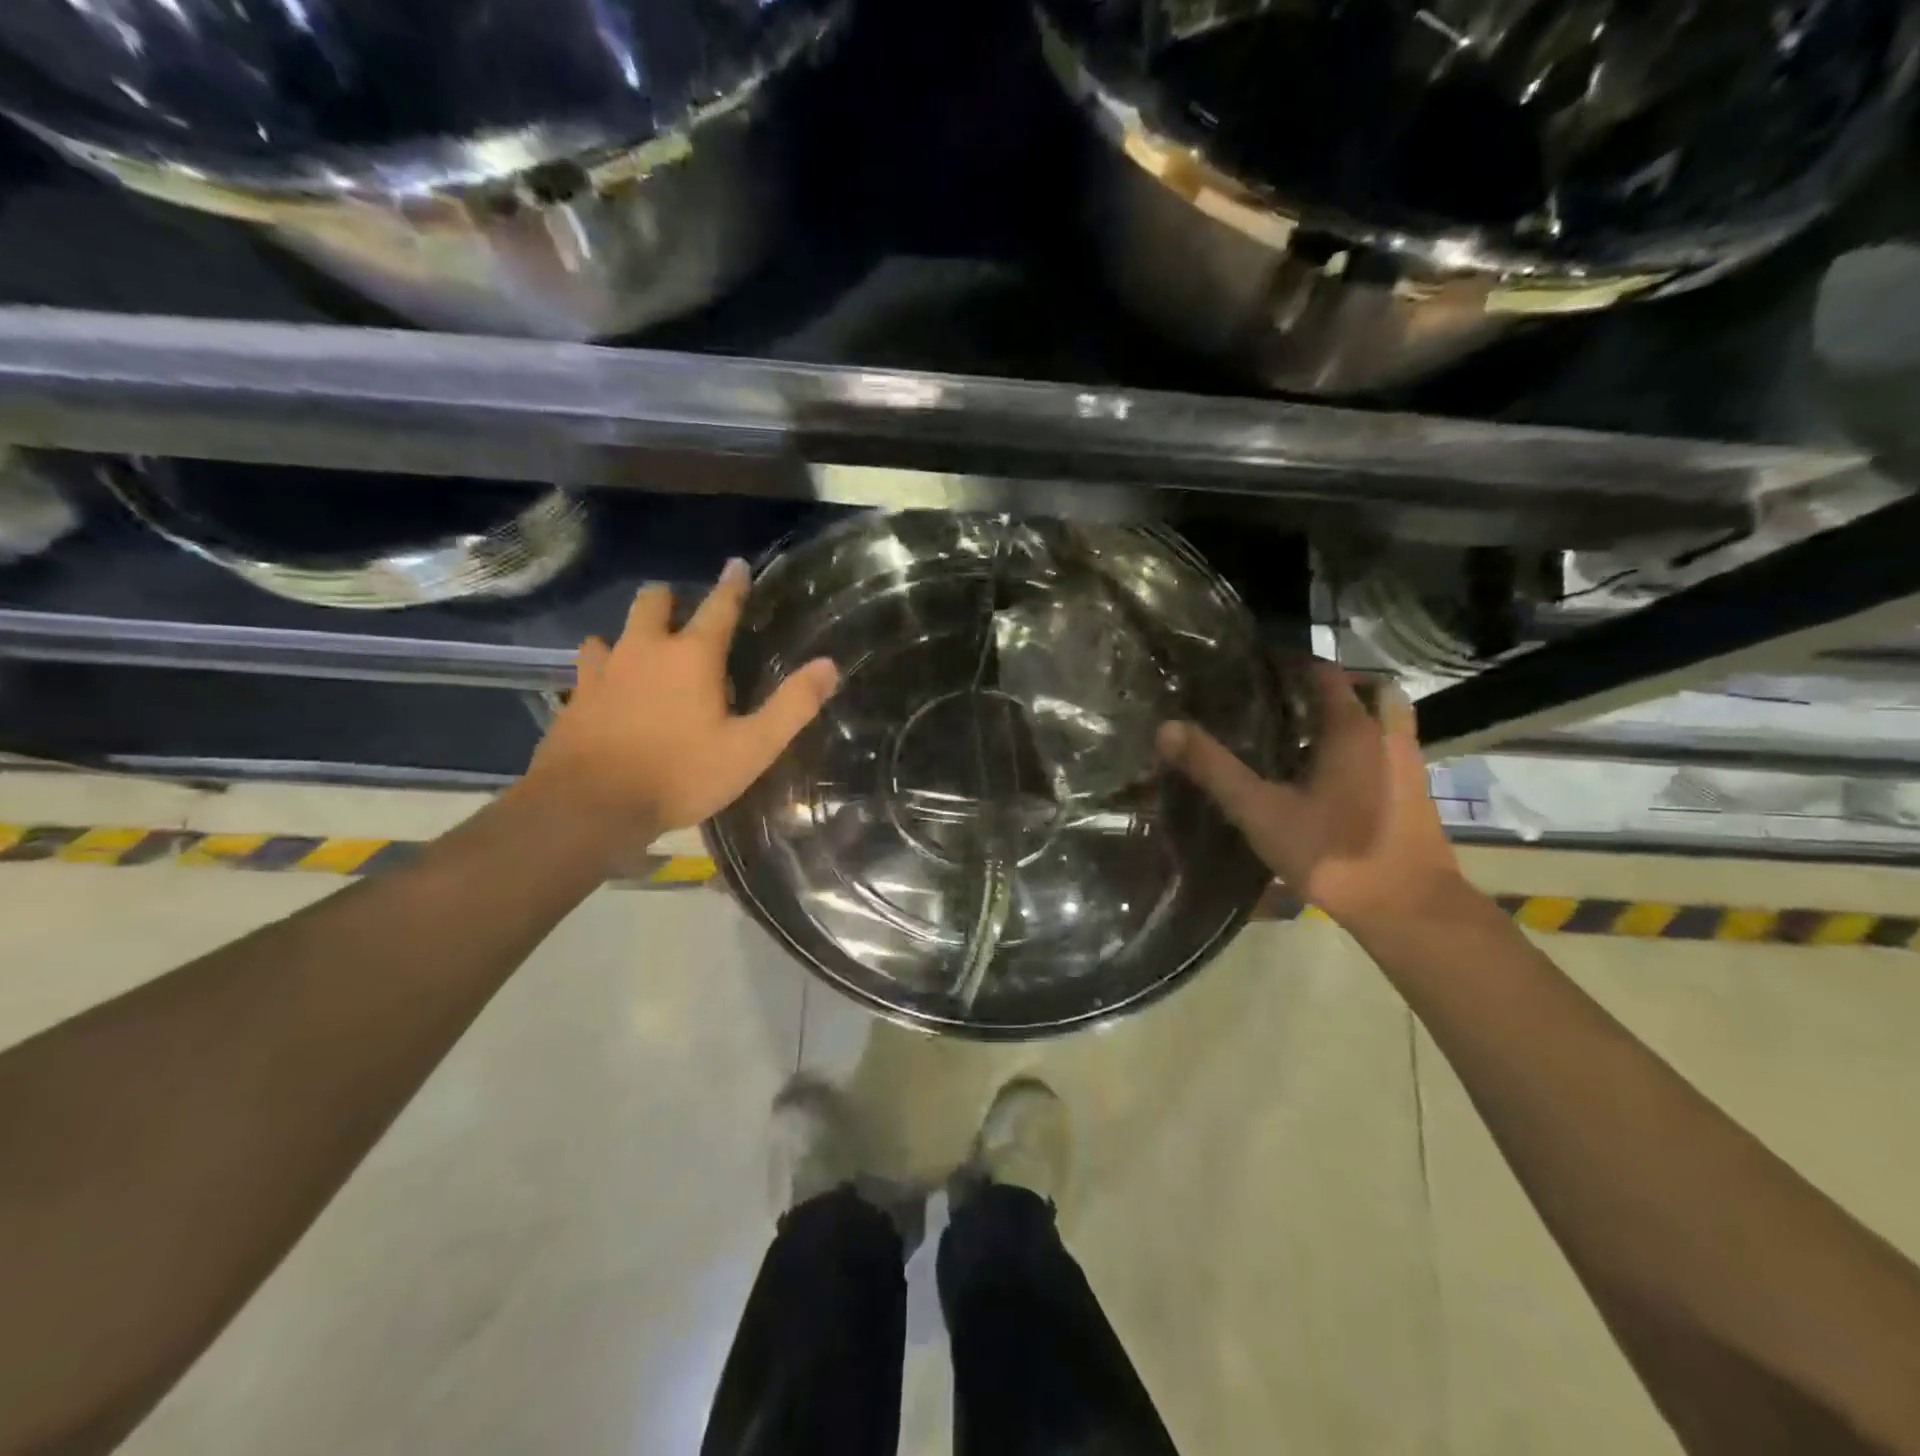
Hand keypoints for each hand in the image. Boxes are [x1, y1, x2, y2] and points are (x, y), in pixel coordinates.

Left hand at [525, 560, 838, 843]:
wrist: (591, 805)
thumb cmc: (681, 774)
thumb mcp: (751, 747)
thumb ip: (792, 706)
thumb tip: (829, 665)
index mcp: (693, 657)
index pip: (719, 606)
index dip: (732, 584)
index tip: (736, 564)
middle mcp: (646, 650)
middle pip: (653, 603)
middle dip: (669, 598)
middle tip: (681, 608)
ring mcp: (604, 671)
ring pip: (613, 631)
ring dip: (631, 633)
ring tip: (643, 649)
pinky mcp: (576, 697)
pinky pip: (588, 667)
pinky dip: (601, 667)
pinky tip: (606, 686)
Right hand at [1157, 661, 1467, 933]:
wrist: (1408, 909)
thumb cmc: (1332, 853)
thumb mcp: (1261, 812)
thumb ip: (1214, 769)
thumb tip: (1166, 729)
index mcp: (1351, 728)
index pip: (1324, 672)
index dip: (1290, 663)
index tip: (1255, 667)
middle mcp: (1385, 735)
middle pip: (1365, 689)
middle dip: (1327, 687)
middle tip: (1285, 699)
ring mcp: (1406, 763)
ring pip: (1381, 719)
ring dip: (1350, 715)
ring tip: (1304, 734)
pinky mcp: (1413, 792)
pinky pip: (1386, 748)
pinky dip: (1361, 745)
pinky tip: (1327, 776)